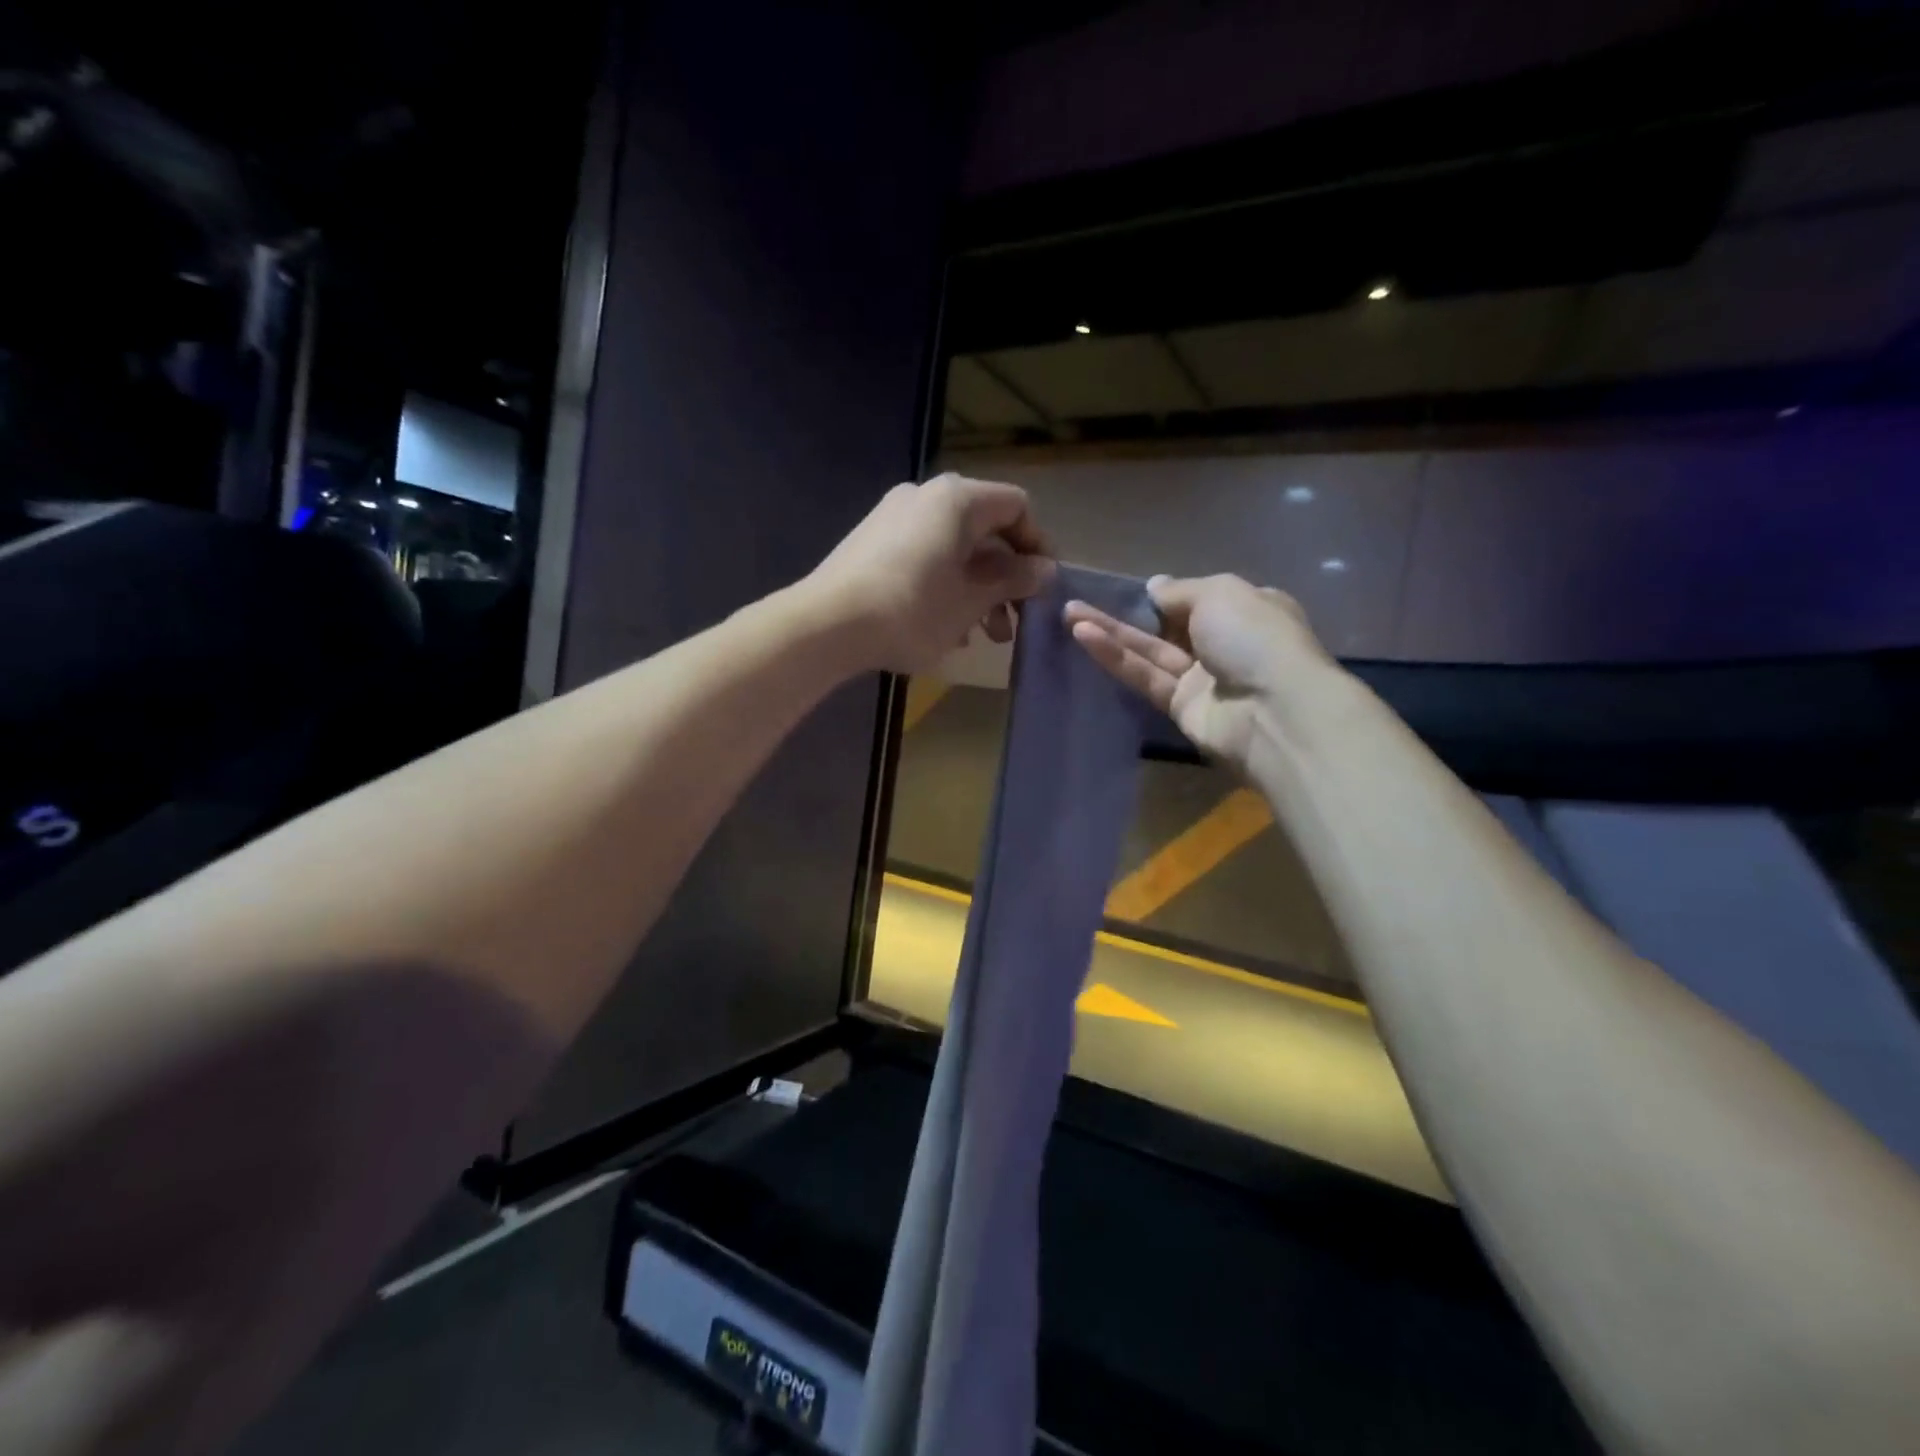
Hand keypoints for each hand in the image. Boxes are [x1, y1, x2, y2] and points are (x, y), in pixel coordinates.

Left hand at [808, 474, 1053, 673]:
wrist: (827, 625)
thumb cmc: (912, 610)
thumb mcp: (972, 600)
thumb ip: (1013, 580)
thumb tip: (1045, 569)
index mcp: (957, 499)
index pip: (1016, 507)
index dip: (1037, 545)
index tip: (1042, 587)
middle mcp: (926, 496)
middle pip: (984, 530)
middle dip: (1005, 578)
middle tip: (1014, 622)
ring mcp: (894, 516)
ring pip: (954, 548)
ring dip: (977, 588)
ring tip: (982, 635)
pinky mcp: (872, 541)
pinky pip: (925, 555)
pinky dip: (945, 584)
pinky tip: (946, 627)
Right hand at [1064, 574, 1336, 774]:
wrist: (1274, 712)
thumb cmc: (1254, 638)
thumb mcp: (1220, 593)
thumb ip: (1180, 590)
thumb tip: (1154, 587)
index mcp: (1248, 610)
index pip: (1202, 598)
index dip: (1168, 594)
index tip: (1134, 589)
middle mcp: (1225, 643)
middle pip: (1168, 625)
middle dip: (1127, 612)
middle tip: (1082, 600)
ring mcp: (1203, 678)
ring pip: (1150, 651)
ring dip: (1111, 632)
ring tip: (1069, 613)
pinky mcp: (1180, 707)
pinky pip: (1145, 676)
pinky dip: (1116, 657)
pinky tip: (1083, 637)